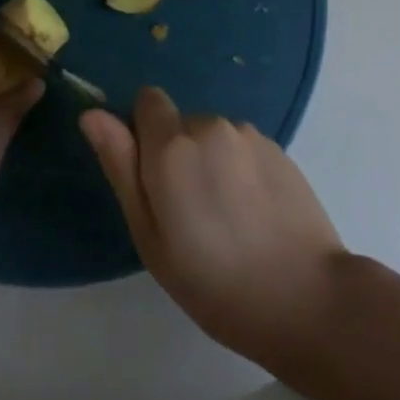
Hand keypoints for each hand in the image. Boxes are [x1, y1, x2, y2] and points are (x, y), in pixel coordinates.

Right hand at [82, 88, 345, 361]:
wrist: (307, 298)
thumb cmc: (215, 282)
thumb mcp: (151, 236)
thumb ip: (121, 167)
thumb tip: (92, 114)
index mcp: (172, 145)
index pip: (147, 100)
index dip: (142, 133)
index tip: (152, 179)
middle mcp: (210, 125)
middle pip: (180, 123)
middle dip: (177, 153)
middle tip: (189, 213)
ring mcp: (249, 135)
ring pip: (213, 137)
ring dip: (210, 162)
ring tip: (227, 219)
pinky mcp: (279, 149)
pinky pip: (242, 148)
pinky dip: (240, 170)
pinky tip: (254, 215)